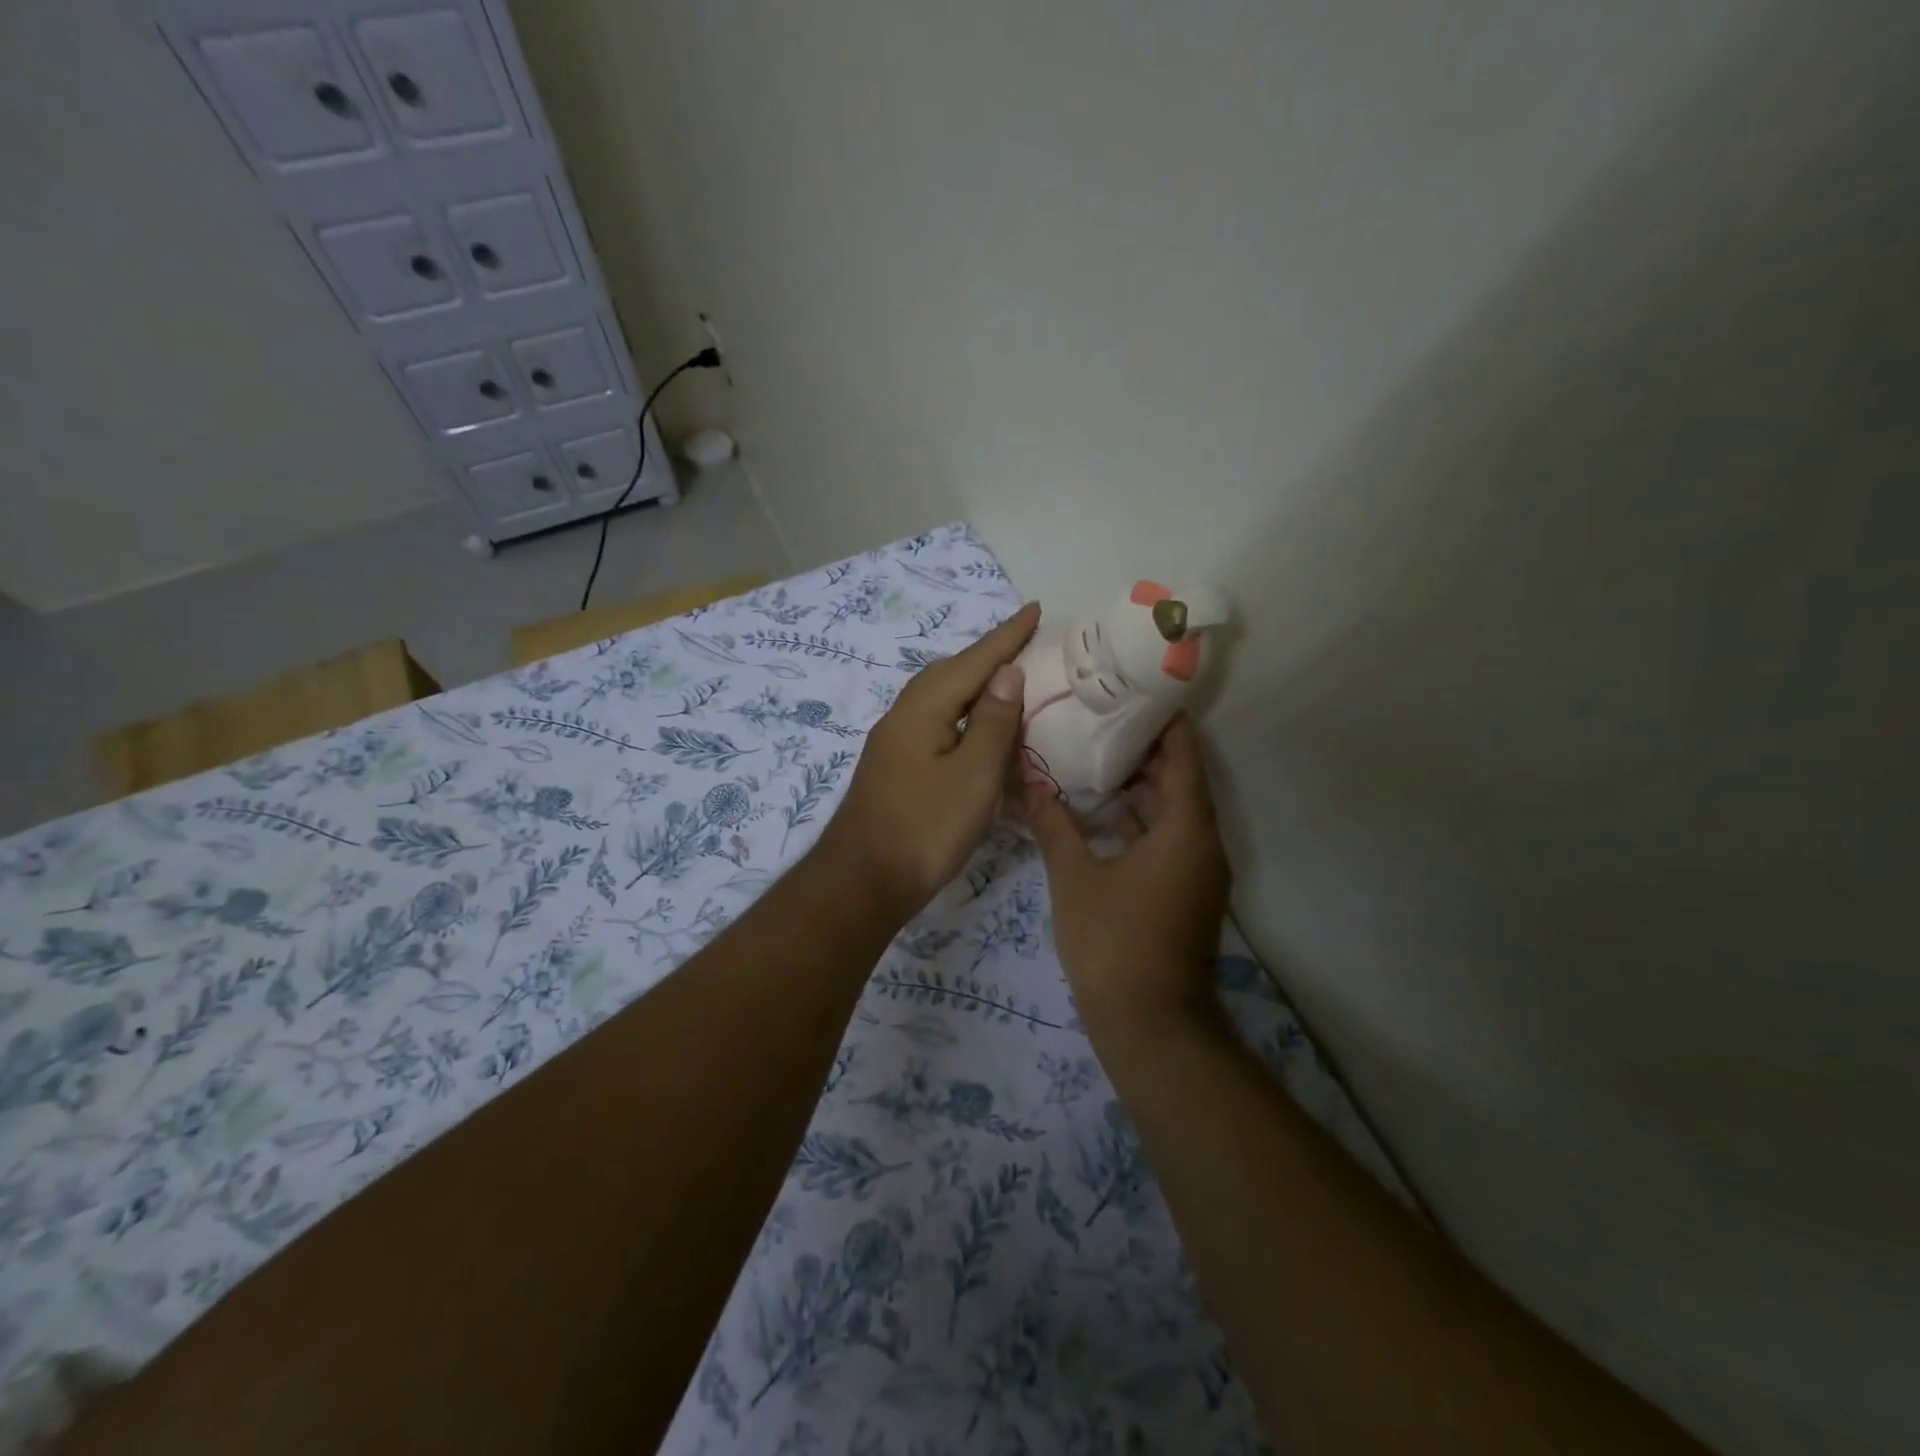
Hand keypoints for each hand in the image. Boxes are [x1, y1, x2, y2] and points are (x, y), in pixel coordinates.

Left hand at [818, 602, 1040, 918]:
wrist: (861, 883)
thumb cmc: (924, 829)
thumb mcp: (972, 776)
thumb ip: (991, 722)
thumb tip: (1007, 672)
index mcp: (922, 711)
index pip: (973, 662)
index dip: (1007, 636)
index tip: (1034, 608)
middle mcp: (902, 718)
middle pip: (948, 674)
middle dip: (986, 656)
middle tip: (1023, 646)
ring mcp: (893, 745)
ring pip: (938, 701)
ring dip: (972, 687)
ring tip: (1005, 686)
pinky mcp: (894, 770)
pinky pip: (933, 727)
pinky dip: (961, 719)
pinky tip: (975, 735)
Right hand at [1027, 716, 1231, 1042]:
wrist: (1150, 1025)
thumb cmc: (1113, 942)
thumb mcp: (1075, 877)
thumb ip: (1054, 824)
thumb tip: (1030, 782)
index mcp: (1186, 827)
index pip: (1184, 753)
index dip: (1164, 719)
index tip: (1132, 690)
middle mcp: (1203, 842)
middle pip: (1181, 778)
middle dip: (1144, 747)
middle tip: (1099, 717)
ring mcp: (1198, 870)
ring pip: (1174, 810)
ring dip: (1141, 784)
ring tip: (1093, 754)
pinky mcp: (1186, 892)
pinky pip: (1169, 837)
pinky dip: (1141, 818)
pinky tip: (1100, 811)